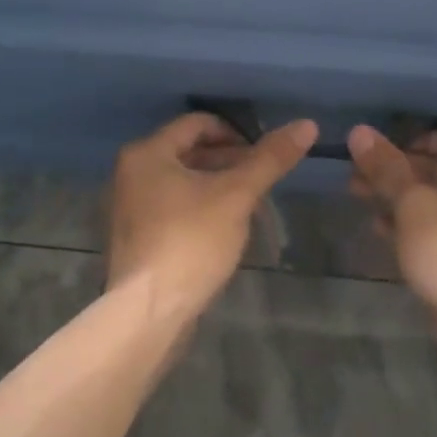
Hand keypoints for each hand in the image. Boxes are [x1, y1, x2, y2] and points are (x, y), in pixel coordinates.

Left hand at [106, 112, 317, 322]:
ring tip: (249, 205)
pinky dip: (199, 208)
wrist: (148, 312)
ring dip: (216, 186)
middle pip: (188, 152)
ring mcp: (129, 207)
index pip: (197, 124)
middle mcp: (130, 173)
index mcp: (147, 153)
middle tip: (261, 179)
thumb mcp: (236, 195)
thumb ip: (269, 159)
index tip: (263, 154)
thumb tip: (306, 125)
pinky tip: (224, 230)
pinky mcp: (135, 238)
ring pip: (182, 182)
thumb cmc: (190, 241)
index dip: (235, 133)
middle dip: (228, 162)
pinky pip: (172, 207)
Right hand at [347, 127, 436, 391]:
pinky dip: (410, 226)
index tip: (379, 150)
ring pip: (436, 203)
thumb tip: (359, 131)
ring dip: (397, 198)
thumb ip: (386, 168)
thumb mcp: (414, 203)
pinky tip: (378, 229)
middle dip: (397, 171)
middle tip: (355, 174)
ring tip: (357, 195)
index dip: (414, 141)